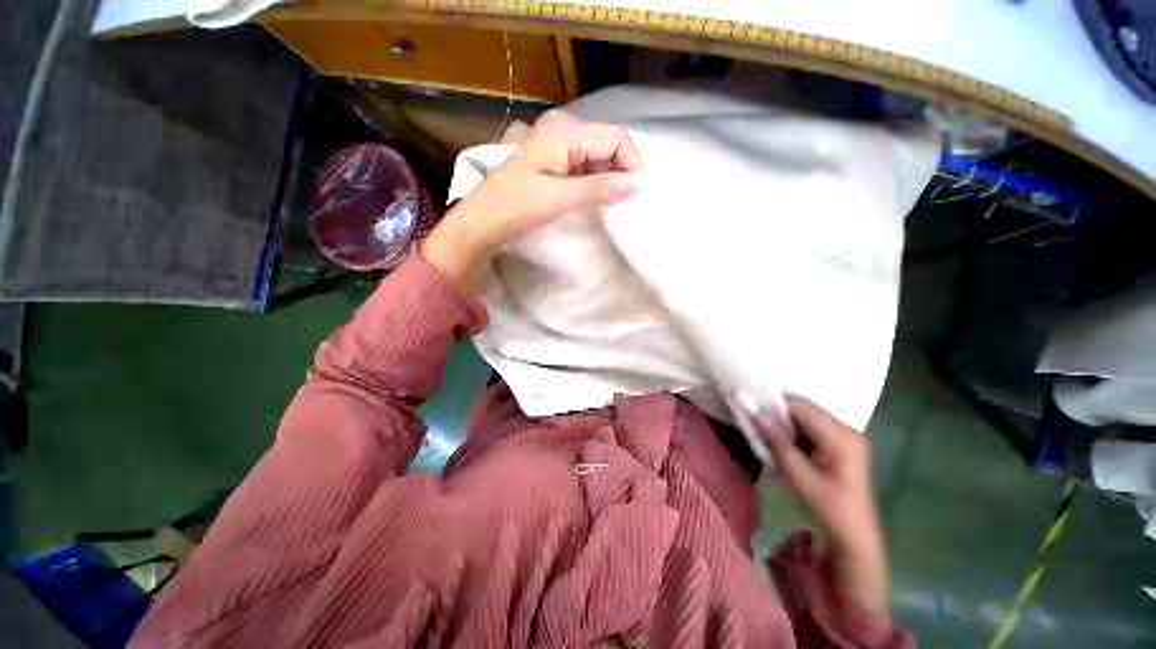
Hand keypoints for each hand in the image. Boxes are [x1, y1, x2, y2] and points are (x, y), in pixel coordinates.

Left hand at [423, 121, 641, 289]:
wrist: (483, 221)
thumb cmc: (516, 207)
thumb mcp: (558, 198)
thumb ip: (597, 189)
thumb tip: (634, 184)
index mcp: (563, 135)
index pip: (613, 137)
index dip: (631, 161)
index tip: (636, 191)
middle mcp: (561, 134)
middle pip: (606, 143)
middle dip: (621, 168)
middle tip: (625, 198)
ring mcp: (556, 149)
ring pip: (596, 156)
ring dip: (608, 176)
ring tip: (612, 201)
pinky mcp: (552, 165)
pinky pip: (583, 167)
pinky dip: (595, 180)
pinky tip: (596, 197)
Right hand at [756, 396, 889, 618]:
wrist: (853, 535)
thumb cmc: (826, 507)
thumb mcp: (797, 474)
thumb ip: (777, 441)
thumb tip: (756, 414)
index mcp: (841, 437)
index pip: (802, 407)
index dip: (775, 405)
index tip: (751, 409)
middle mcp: (847, 430)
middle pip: (807, 409)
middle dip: (781, 412)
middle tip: (757, 421)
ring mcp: (848, 437)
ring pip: (809, 417)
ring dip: (788, 422)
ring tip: (768, 432)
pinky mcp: (844, 444)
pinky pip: (815, 427)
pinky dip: (797, 430)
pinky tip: (786, 442)